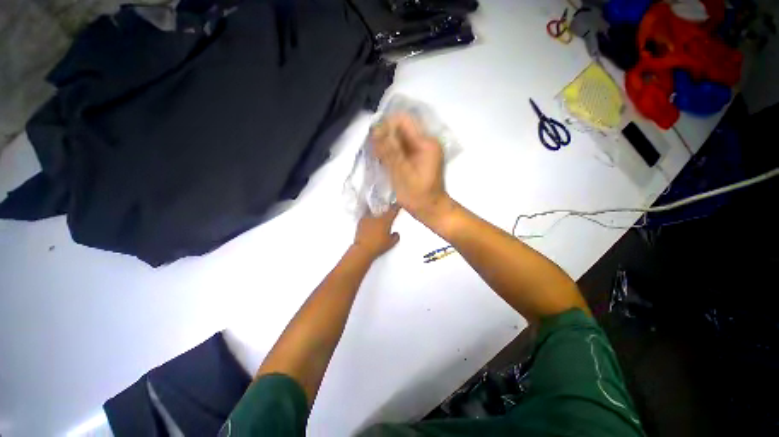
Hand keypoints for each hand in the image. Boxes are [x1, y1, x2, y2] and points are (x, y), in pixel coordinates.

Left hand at [353, 205, 400, 259]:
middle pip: (383, 210)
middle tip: (388, 214)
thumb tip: (396, 233)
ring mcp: (367, 218)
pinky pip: (367, 217)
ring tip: (378, 220)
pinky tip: (370, 224)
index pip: (393, 210)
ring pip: (374, 213)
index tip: (398, 205)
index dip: (396, 207)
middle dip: (386, 211)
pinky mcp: (360, 222)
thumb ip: (395, 237)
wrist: (362, 249)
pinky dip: (370, 220)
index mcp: (385, 220)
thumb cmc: (378, 246)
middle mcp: (376, 217)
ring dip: (377, 215)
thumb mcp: (391, 243)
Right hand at [372, 114, 451, 223]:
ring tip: (378, 158)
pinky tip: (384, 161)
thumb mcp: (402, 174)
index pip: (403, 121)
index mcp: (426, 143)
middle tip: (374, 152)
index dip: (385, 125)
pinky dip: (392, 152)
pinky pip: (402, 147)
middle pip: (401, 128)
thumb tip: (375, 130)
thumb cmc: (418, 196)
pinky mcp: (419, 157)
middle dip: (385, 136)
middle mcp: (426, 141)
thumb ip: (389, 152)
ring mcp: (423, 149)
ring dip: (387, 145)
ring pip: (400, 138)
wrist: (431, 210)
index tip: (373, 140)